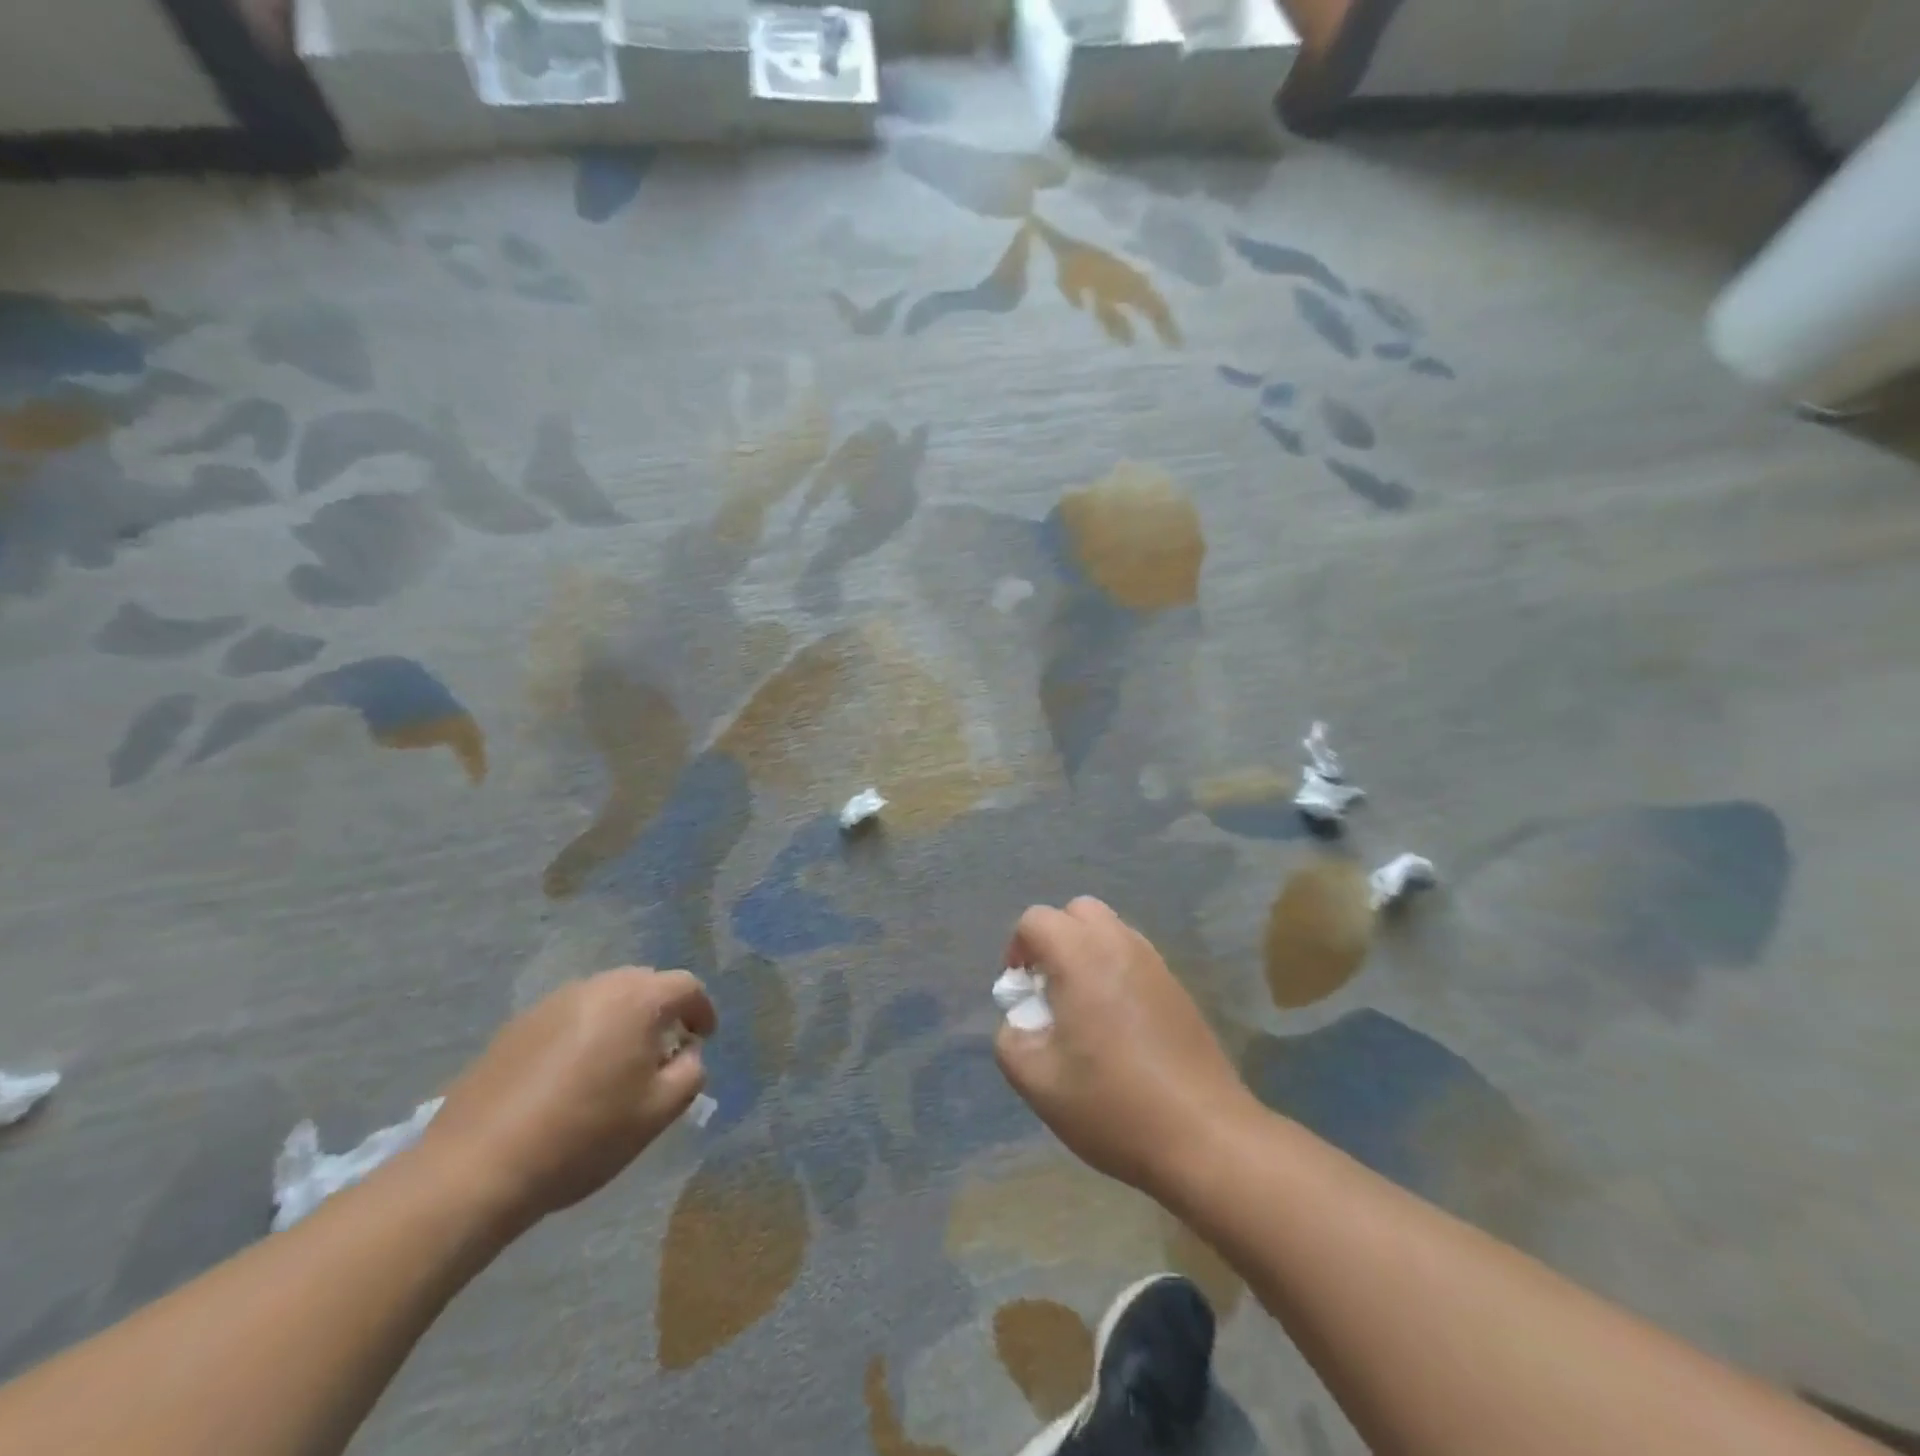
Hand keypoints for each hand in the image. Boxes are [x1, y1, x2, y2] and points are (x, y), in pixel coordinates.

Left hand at [424, 967, 715, 1230]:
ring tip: (616, 1064)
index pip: (686, 986)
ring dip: (620, 1020)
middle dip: (661, 1010)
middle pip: (643, 984)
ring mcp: (551, 1003)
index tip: (703, 1039)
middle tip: (663, 1051)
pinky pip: (567, 1017)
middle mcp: (596, 987)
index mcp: (637, 1000)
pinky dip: (583, 1034)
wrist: (477, 1167)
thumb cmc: (584, 1135)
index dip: (702, 1010)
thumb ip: (690, 1073)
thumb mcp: (657, 1112)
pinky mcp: (515, 1027)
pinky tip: (570, 1078)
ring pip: (603, 998)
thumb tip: (687, 1054)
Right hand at [995, 897, 1258, 1200]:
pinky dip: (1115, 971)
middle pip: (1077, 912)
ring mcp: (1154, 962)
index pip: (1035, 920)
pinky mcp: (1177, 986)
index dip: (1017, 951)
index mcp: (1081, 955)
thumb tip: (1021, 1019)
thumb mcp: (1036, 1080)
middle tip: (1050, 990)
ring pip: (1110, 930)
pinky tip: (1117, 1025)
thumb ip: (1010, 1038)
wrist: (1204, 1135)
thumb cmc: (1112, 1103)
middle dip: (1054, 941)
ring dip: (1087, 953)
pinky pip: (1134, 956)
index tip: (1022, 994)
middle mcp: (1119, 943)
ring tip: (1083, 1009)